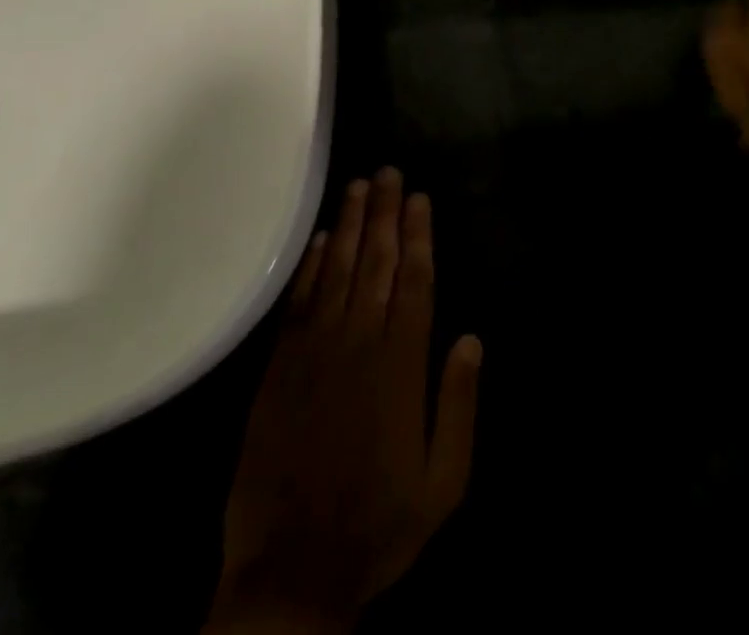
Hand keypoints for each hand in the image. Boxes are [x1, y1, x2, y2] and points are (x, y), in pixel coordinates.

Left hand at [209, 169, 481, 633]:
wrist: (290, 577)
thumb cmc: (379, 525)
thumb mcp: (444, 482)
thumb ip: (459, 405)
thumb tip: (470, 337)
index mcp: (400, 367)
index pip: (414, 283)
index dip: (418, 236)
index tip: (419, 197)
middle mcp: (357, 347)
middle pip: (376, 266)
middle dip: (385, 215)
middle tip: (388, 171)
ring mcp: (313, 357)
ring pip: (338, 275)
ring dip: (351, 227)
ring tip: (359, 186)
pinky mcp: (278, 373)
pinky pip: (298, 306)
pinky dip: (310, 269)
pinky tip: (321, 240)